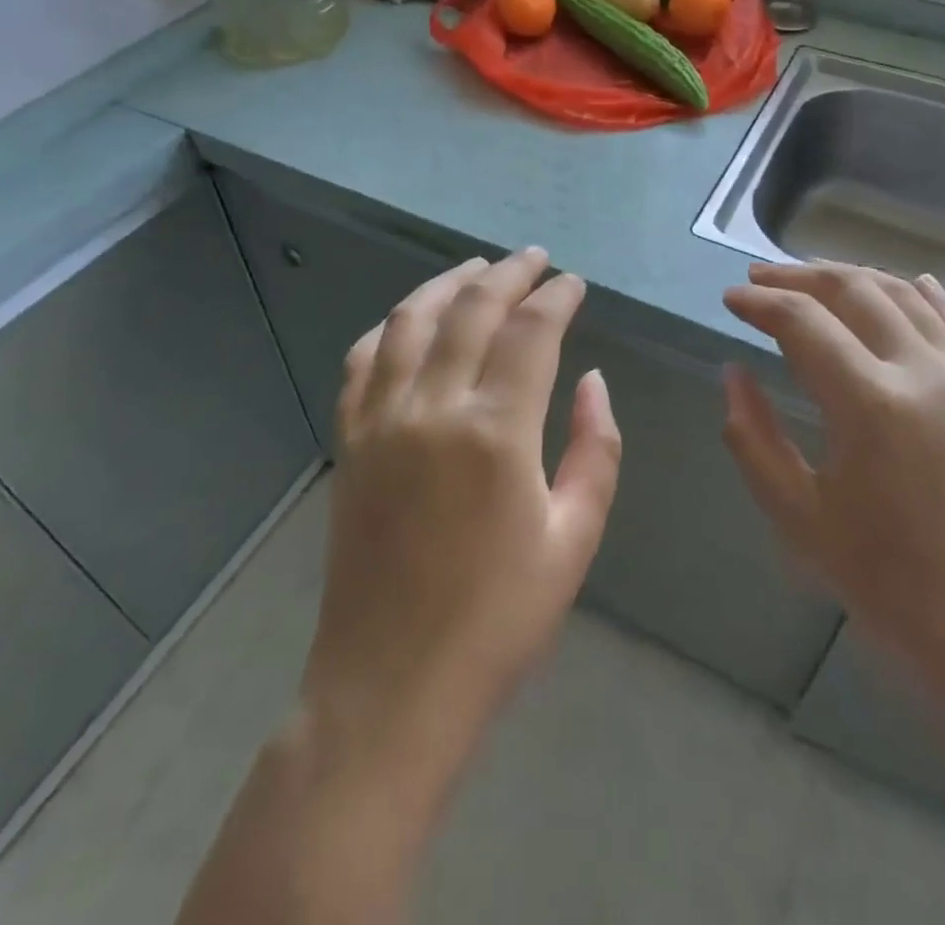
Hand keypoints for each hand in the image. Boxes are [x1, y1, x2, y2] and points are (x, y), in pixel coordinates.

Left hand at [302, 248, 622, 761]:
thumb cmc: (499, 619)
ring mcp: (380, 419)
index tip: (574, 283)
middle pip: (471, 309)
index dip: (557, 297)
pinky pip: (363, 359)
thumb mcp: (575, 537)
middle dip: (509, 274)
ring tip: (477, 268)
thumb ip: (595, 448)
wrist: (392, 685)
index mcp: (495, 431)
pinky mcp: (349, 440)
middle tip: (535, 259)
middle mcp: (432, 407)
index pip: (531, 331)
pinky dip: (391, 326)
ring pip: (410, 320)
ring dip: (447, 283)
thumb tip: (592, 381)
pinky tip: (410, 320)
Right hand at [721, 263, 944, 680]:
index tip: (730, 298)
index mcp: (868, 402)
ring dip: (852, 276)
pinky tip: (907, 284)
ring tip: (814, 278)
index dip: (759, 302)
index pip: (801, 321)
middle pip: (852, 290)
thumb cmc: (892, 585)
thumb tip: (733, 374)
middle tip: (760, 278)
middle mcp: (920, 371)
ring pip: (903, 294)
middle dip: (798, 276)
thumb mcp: (799, 517)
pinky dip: (920, 294)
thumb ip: (753, 437)